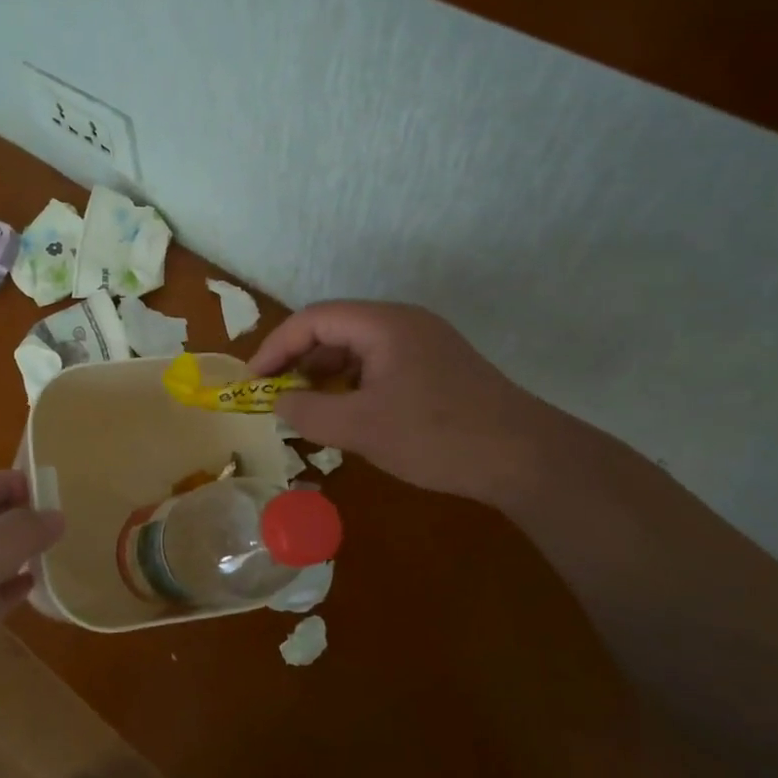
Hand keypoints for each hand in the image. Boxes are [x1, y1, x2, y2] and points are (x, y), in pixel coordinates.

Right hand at [250, 301, 545, 503]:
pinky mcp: (438, 366)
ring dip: (326, 372)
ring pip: (359, 347)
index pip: (313, 319)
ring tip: (306, 405)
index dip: (277, 346)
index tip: (254, 380)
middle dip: (299, 359)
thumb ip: (309, 414)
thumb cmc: (436, 436)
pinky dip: (354, 382)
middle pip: (335, 327)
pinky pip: (381, 363)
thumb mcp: (361, 428)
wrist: (524, 458)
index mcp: (383, 324)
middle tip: (275, 393)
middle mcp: (403, 322)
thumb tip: (280, 404)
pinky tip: (348, 412)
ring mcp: (425, 343)